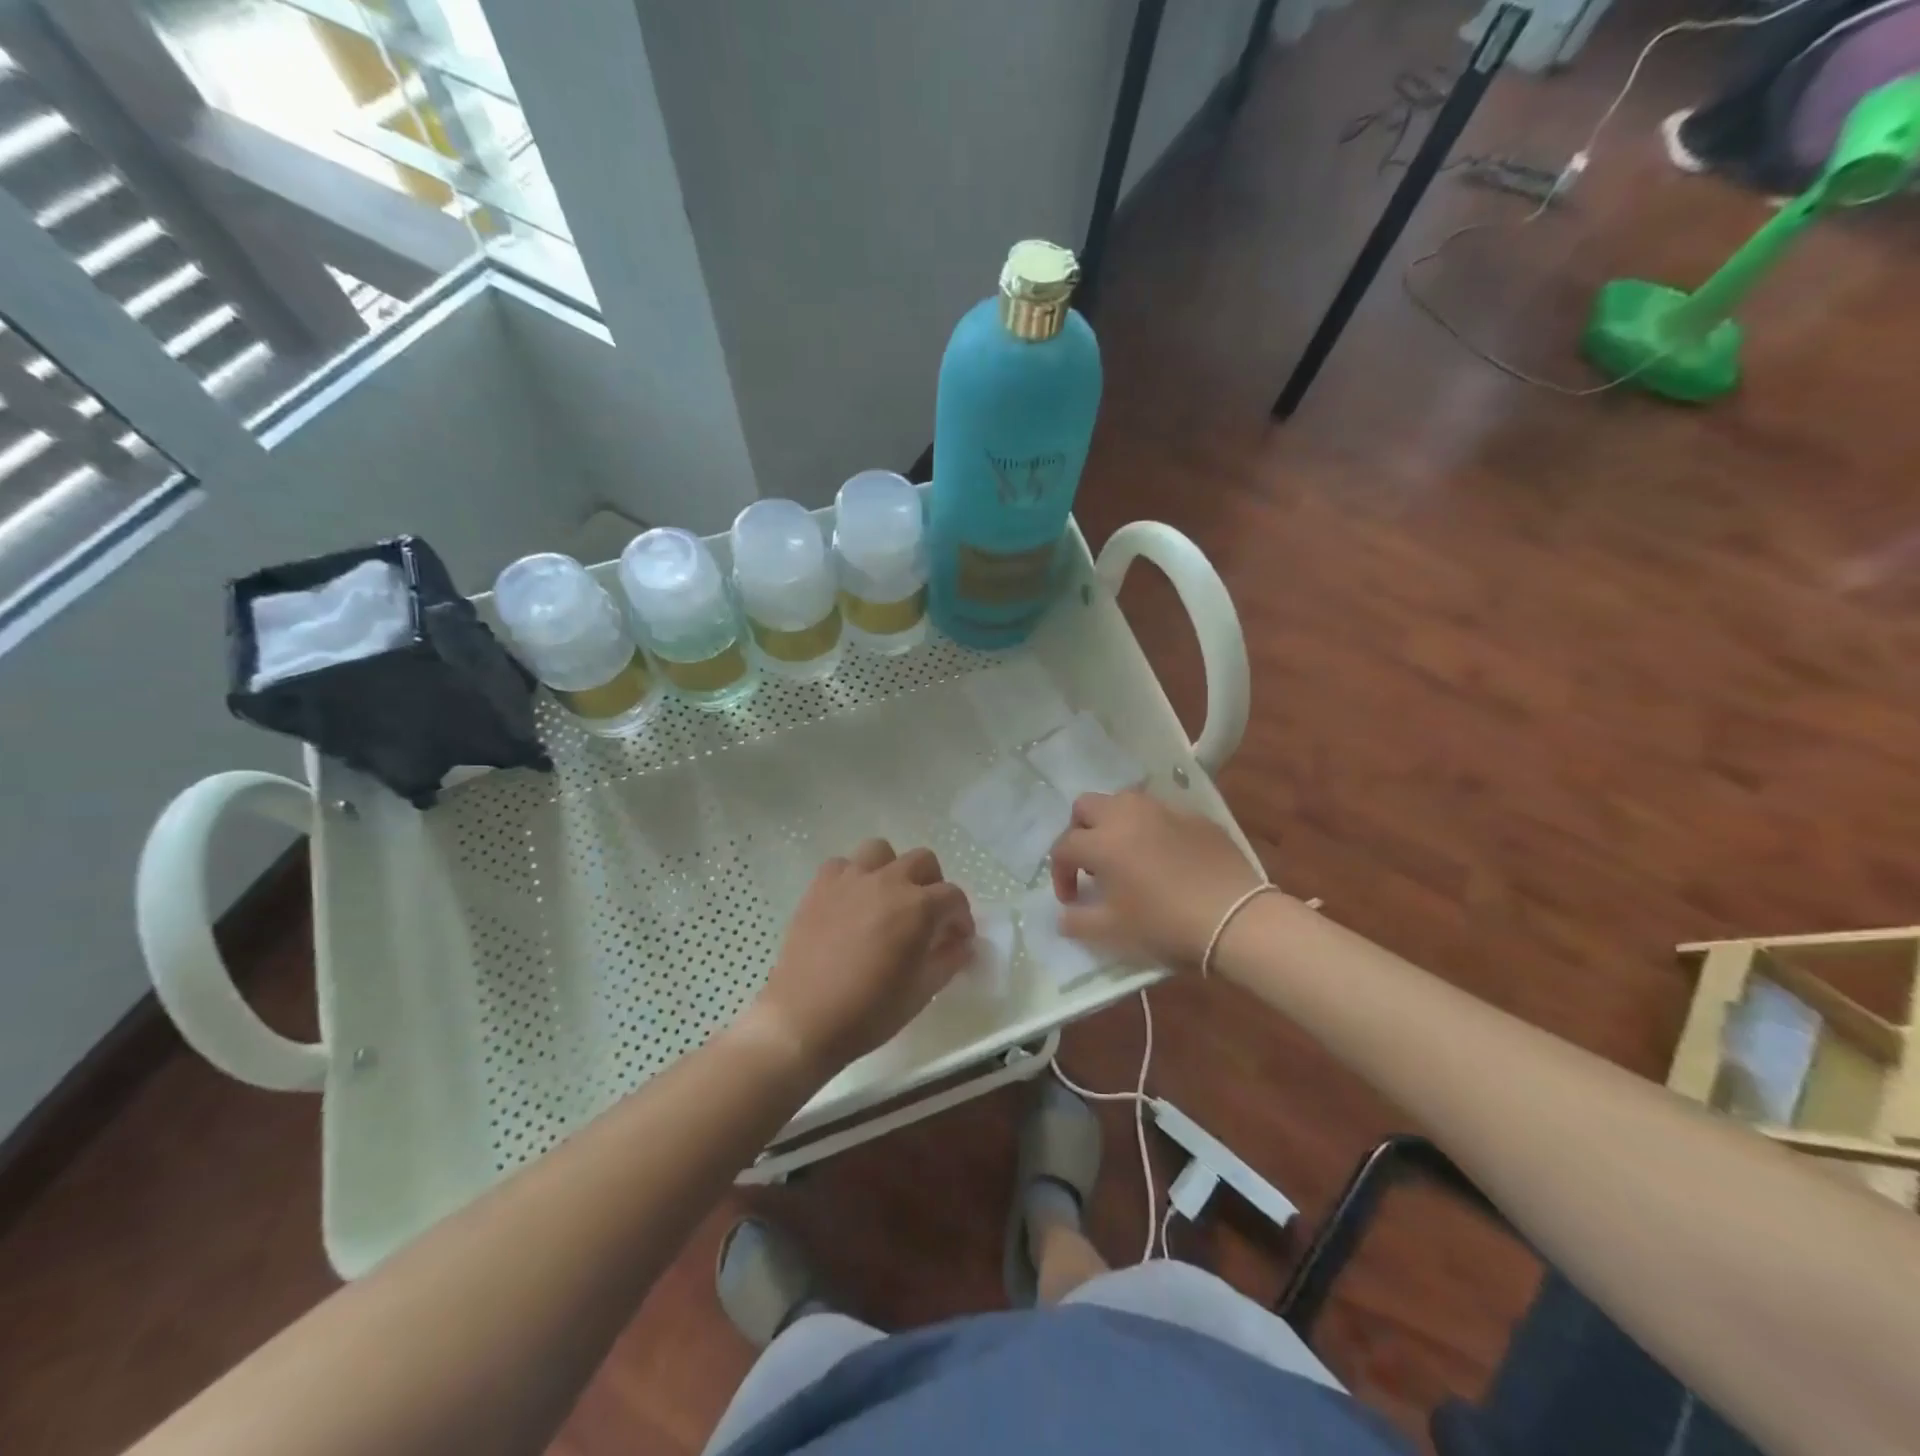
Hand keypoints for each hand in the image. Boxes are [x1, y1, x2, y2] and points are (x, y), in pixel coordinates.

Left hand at [747, 839, 974, 1078]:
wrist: (804, 1021)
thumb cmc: (870, 1012)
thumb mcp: (922, 992)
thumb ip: (949, 960)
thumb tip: (961, 944)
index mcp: (918, 907)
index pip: (954, 897)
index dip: (961, 918)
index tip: (957, 939)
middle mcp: (887, 882)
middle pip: (923, 861)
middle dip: (932, 885)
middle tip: (926, 916)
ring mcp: (850, 879)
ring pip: (881, 851)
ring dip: (892, 869)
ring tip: (887, 899)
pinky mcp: (819, 886)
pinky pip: (842, 865)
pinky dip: (852, 877)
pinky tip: (851, 903)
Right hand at [1049, 790, 1264, 968]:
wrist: (1236, 919)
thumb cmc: (1165, 925)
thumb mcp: (1113, 932)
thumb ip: (1078, 921)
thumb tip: (1064, 915)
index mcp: (1102, 841)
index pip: (1064, 846)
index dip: (1060, 873)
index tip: (1070, 899)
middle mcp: (1128, 815)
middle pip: (1086, 806)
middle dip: (1079, 831)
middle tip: (1091, 864)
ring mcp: (1164, 811)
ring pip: (1124, 801)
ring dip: (1114, 822)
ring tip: (1125, 854)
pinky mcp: (1196, 816)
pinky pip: (1161, 813)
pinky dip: (1152, 829)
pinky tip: (1164, 857)